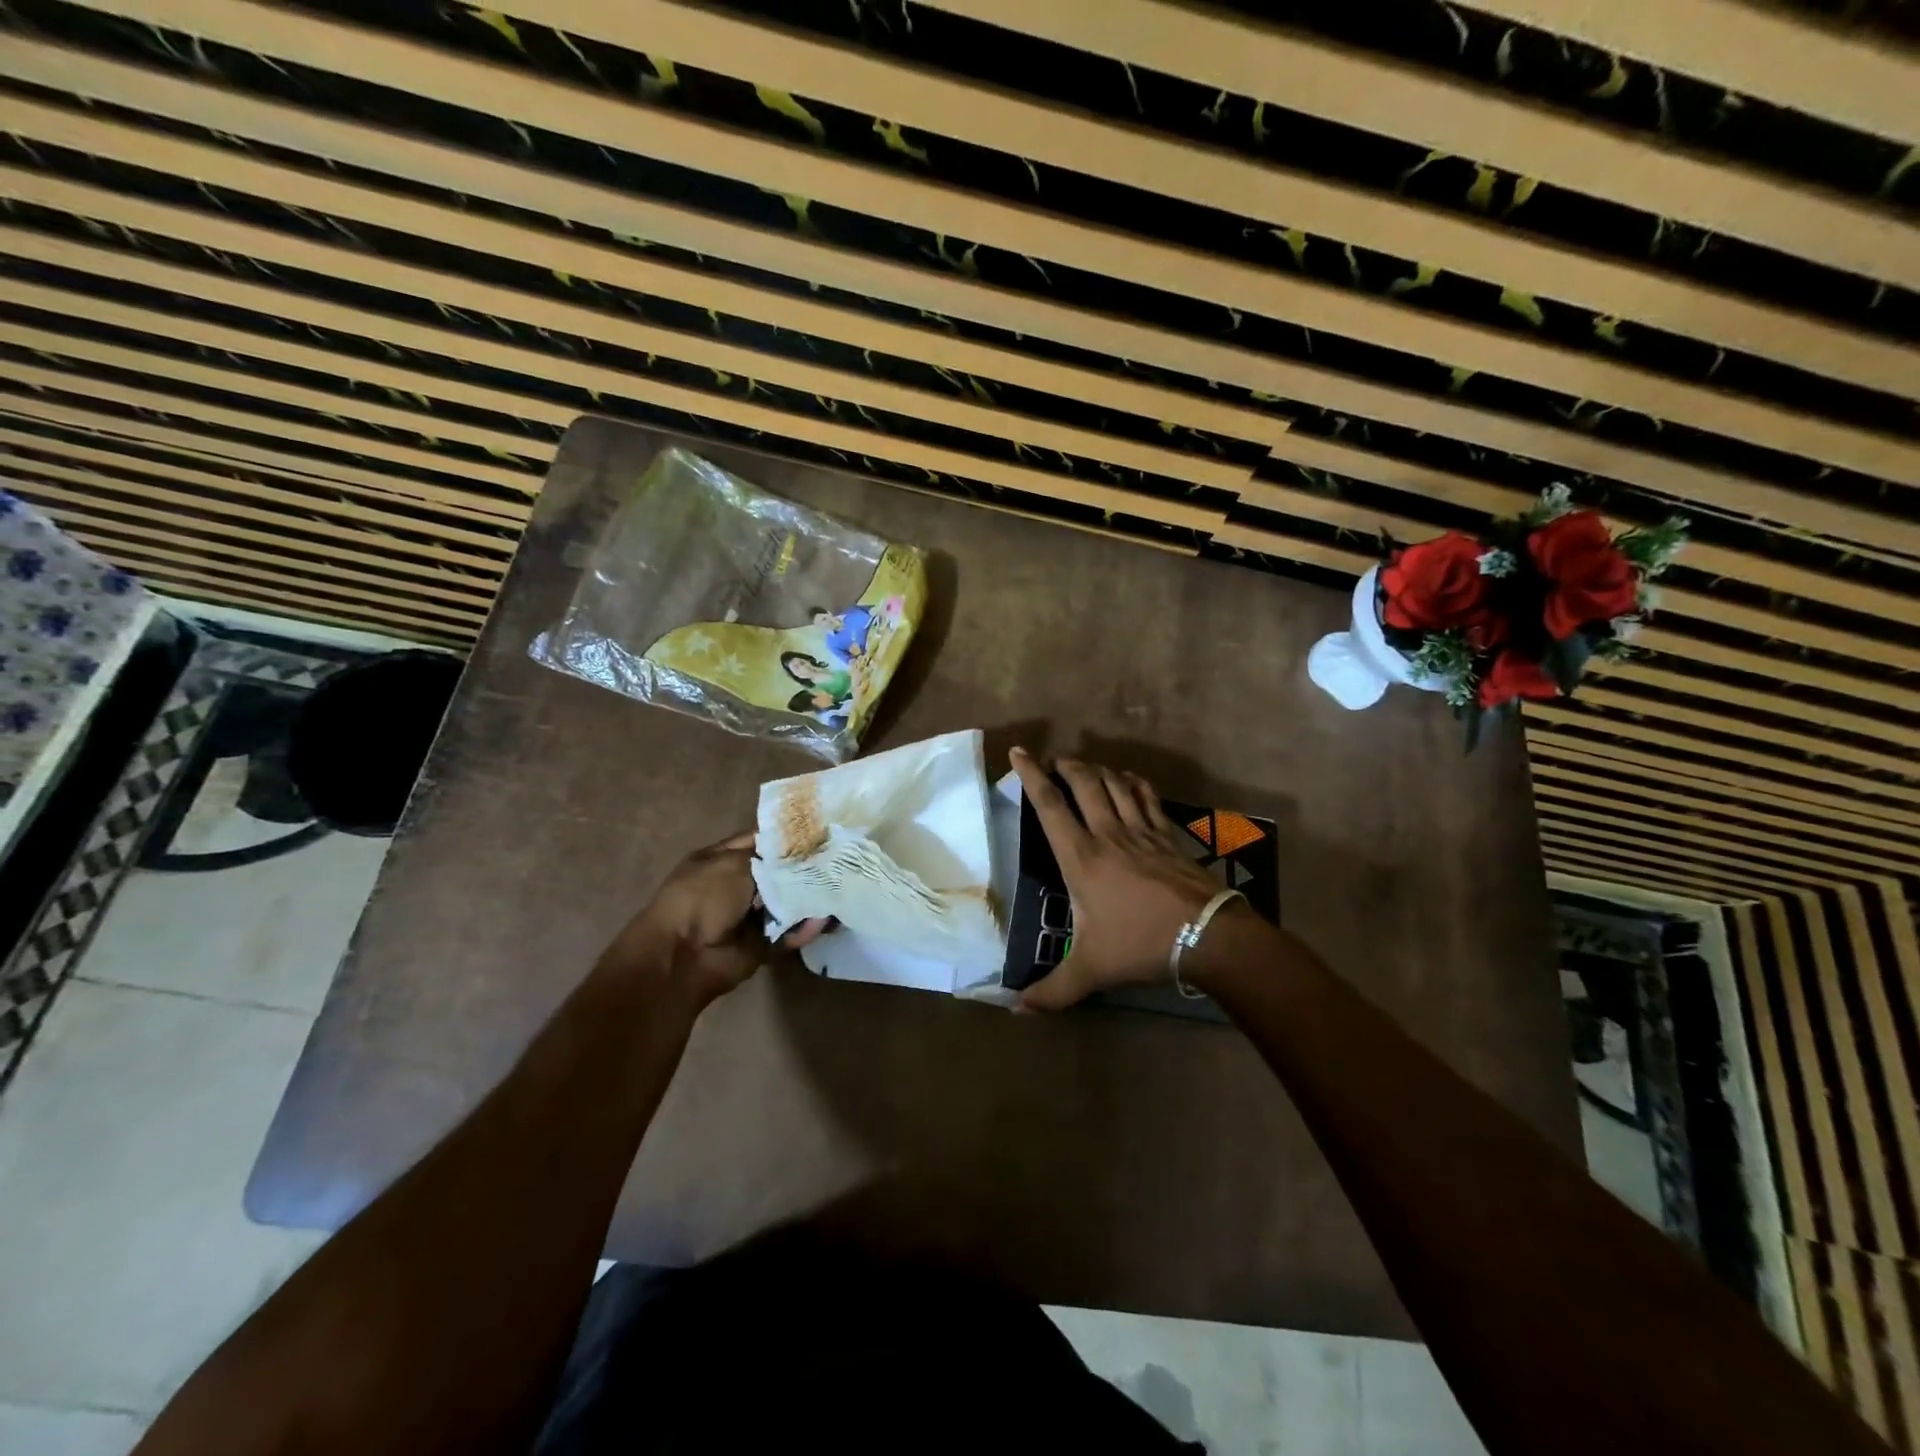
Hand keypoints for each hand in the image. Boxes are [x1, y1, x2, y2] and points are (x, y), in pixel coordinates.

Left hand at [602, 833, 822, 1010]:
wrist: (684, 956)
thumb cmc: (702, 897)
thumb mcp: (735, 861)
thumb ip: (772, 854)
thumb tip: (803, 851)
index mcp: (722, 858)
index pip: (762, 839)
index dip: (789, 835)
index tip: (822, 830)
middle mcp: (738, 883)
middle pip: (780, 871)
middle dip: (806, 866)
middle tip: (837, 858)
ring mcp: (750, 914)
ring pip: (790, 901)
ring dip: (810, 897)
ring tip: (838, 886)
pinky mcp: (763, 941)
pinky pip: (790, 931)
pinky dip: (805, 927)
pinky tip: (824, 918)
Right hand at [1010, 748, 1221, 1010]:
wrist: (1208, 935)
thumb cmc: (1141, 944)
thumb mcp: (1091, 971)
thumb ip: (1052, 991)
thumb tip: (1015, 1010)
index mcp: (1081, 857)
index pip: (1050, 805)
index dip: (1031, 775)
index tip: (1019, 751)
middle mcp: (1108, 833)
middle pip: (1084, 783)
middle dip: (1066, 765)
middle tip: (1054, 760)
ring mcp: (1141, 831)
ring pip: (1115, 784)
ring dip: (1097, 769)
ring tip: (1084, 766)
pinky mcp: (1168, 836)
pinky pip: (1148, 798)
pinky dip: (1134, 783)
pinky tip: (1129, 780)